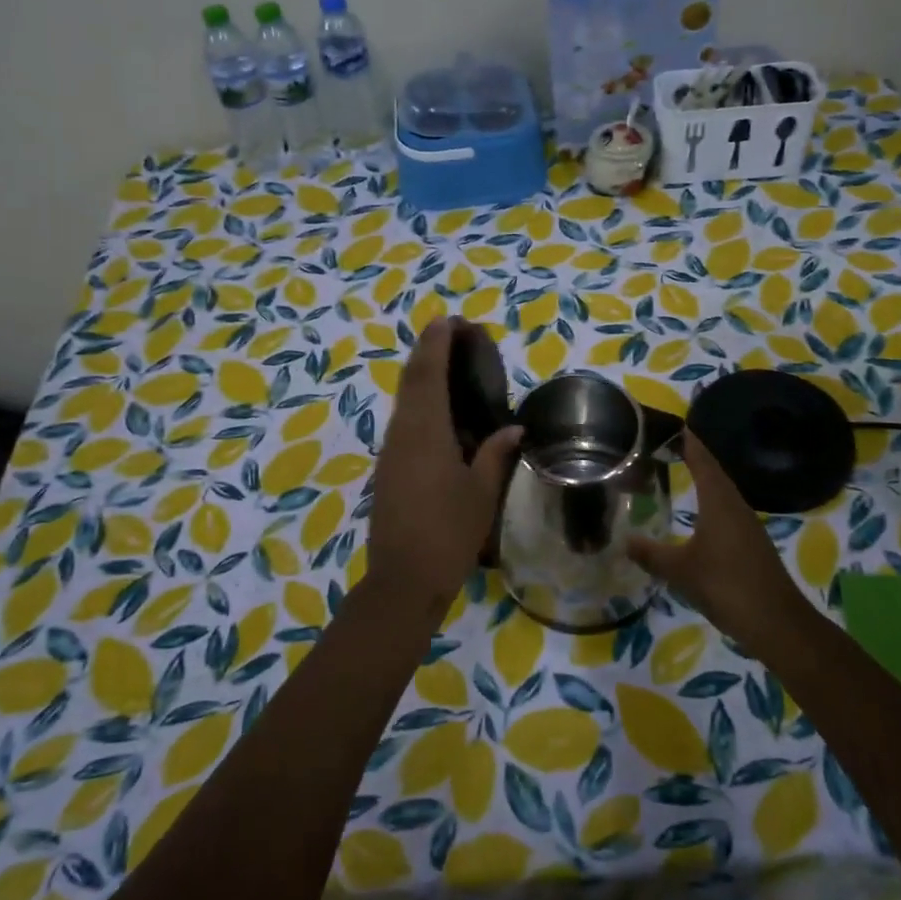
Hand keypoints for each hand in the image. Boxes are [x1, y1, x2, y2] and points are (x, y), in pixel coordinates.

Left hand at [367, 318, 521, 617]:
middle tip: (450, 333)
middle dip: (427, 350)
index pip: (429, 374)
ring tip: (446, 363)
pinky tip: (437, 411)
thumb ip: (496, 454)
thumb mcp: (481, 493)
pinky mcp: (386, 468)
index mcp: (426, 432)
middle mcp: (402, 433)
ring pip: (402, 400)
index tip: (449, 320)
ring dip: (420, 375)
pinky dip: (417, 402)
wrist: (404, 579)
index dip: (437, 343)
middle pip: (410, 380)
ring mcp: (390, 450)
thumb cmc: (449, 533)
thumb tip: (514, 429)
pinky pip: (402, 421)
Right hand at [628, 431, 802, 639]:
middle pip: (715, 473)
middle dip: (695, 458)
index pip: (703, 462)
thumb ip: (651, 554)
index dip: (690, 444)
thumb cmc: (726, 586)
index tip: (675, 426)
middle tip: (670, 446)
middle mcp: (736, 507)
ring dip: (704, 481)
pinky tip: (700, 516)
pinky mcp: (752, 545)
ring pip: (723, 494)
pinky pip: (728, 513)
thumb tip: (625, 541)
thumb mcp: (680, 571)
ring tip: (681, 473)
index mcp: (719, 503)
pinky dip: (711, 504)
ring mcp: (748, 527)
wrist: (777, 623)